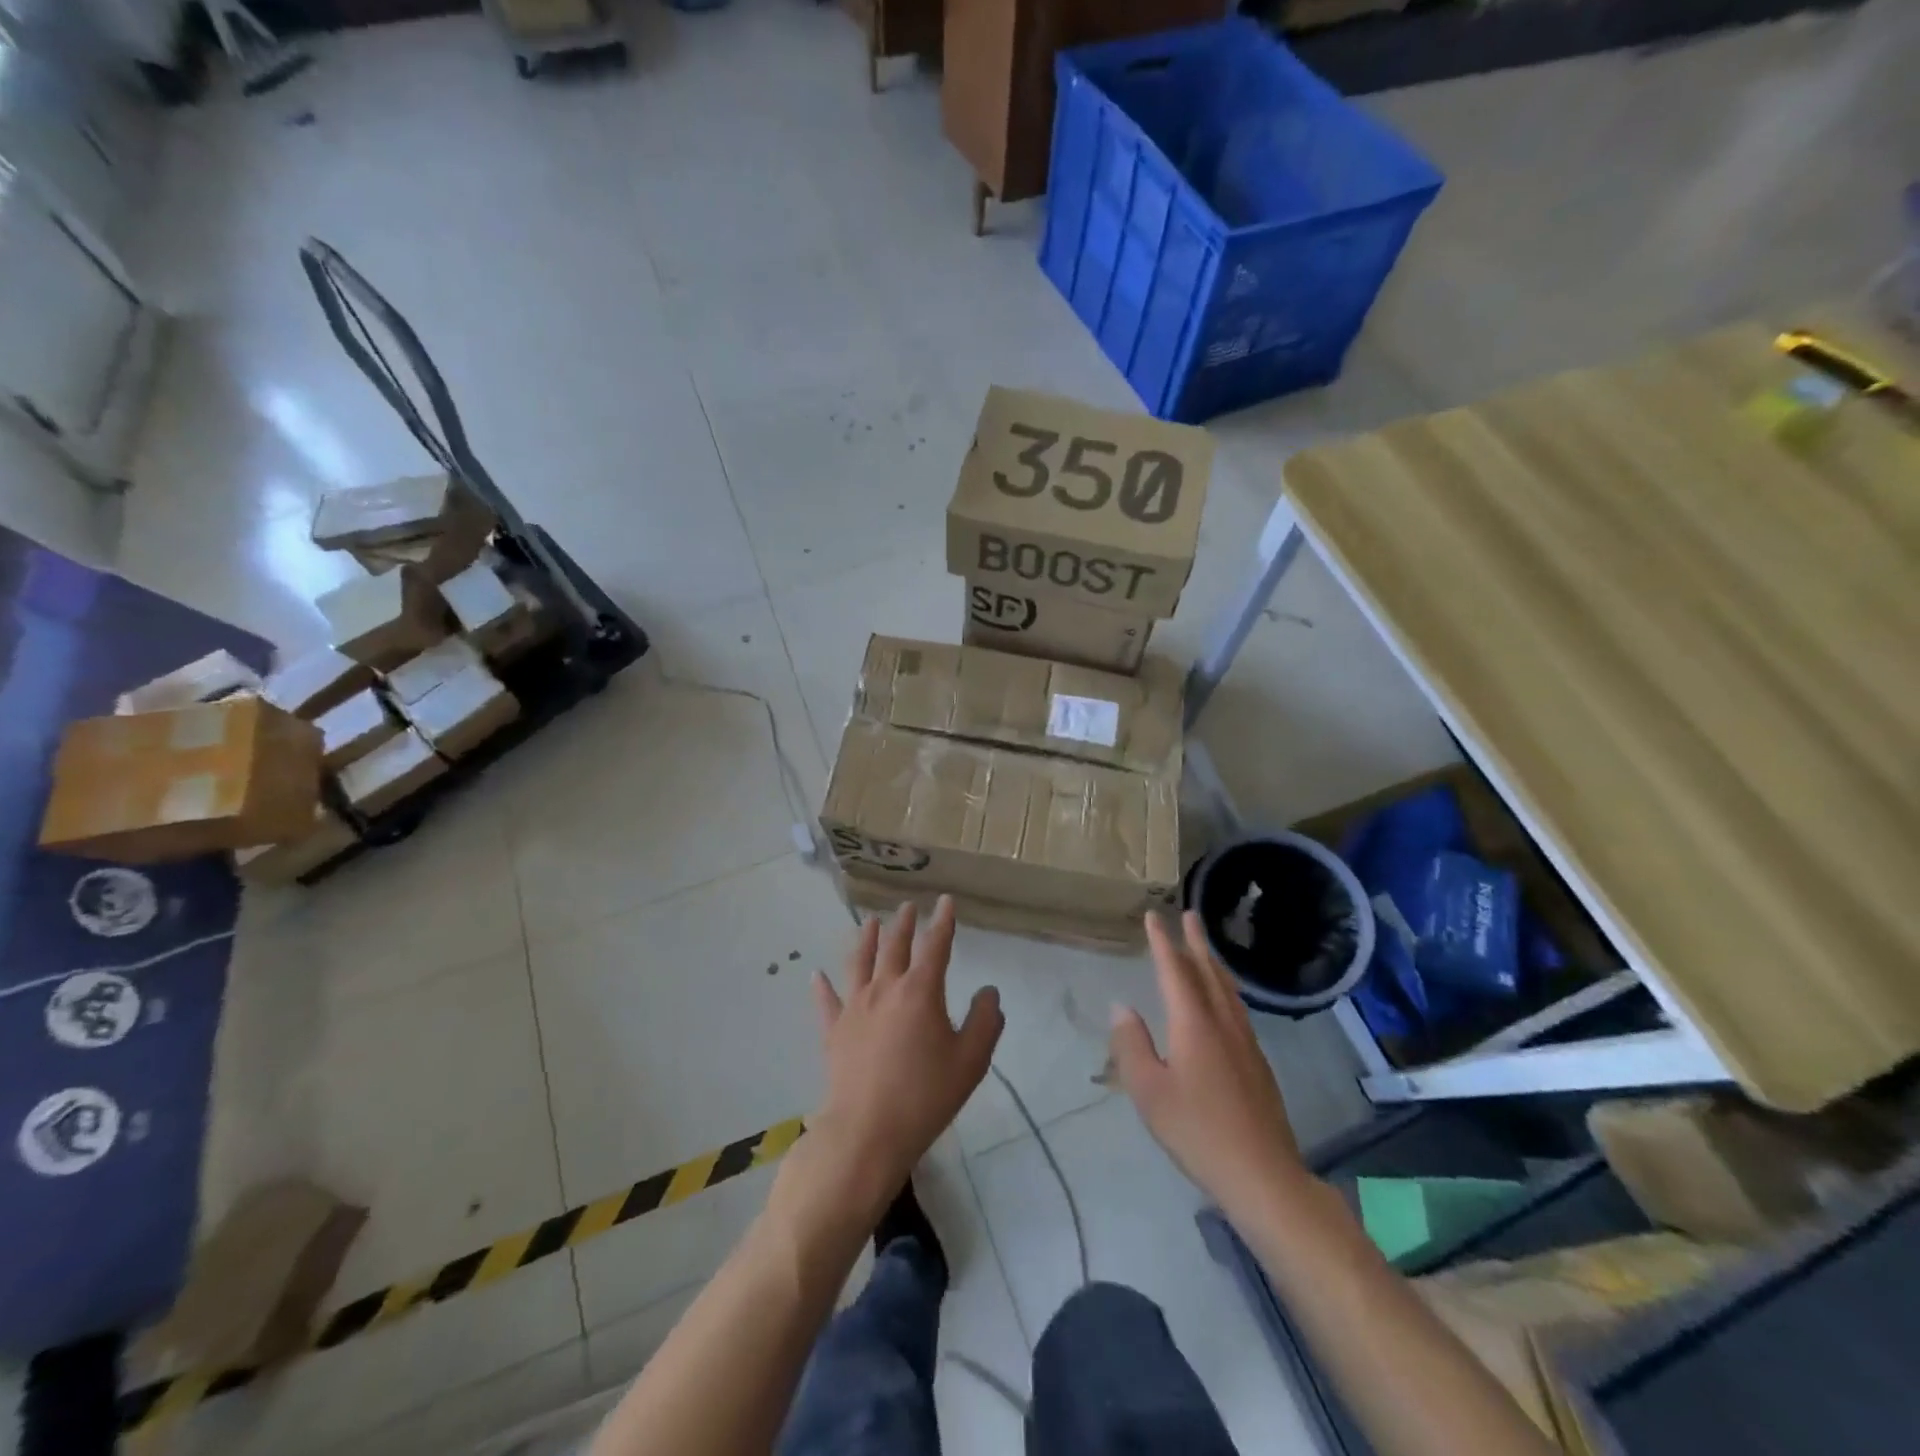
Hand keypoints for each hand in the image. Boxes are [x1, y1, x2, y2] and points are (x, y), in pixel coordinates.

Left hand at [808, 897, 1003, 1209]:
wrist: (866, 1132)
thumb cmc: (925, 1096)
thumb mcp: (970, 1061)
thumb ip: (984, 1021)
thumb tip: (988, 991)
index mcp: (920, 992)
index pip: (935, 946)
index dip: (943, 922)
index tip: (945, 901)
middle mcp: (885, 989)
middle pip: (895, 947)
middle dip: (904, 924)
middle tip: (907, 907)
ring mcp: (855, 1008)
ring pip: (860, 963)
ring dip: (867, 939)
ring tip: (871, 922)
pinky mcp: (834, 1031)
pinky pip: (826, 1002)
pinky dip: (821, 987)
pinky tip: (816, 974)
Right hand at [1111, 911, 1310, 1220]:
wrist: (1263, 1175)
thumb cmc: (1198, 1132)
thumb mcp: (1149, 1092)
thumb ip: (1132, 1046)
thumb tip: (1122, 1008)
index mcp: (1194, 1025)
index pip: (1175, 972)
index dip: (1163, 942)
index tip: (1154, 916)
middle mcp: (1223, 1024)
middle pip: (1208, 972)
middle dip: (1196, 942)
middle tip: (1189, 914)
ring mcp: (1245, 1043)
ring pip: (1227, 990)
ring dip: (1213, 962)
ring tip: (1205, 947)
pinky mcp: (1258, 1063)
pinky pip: (1237, 1008)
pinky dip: (1225, 988)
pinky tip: (1224, 999)